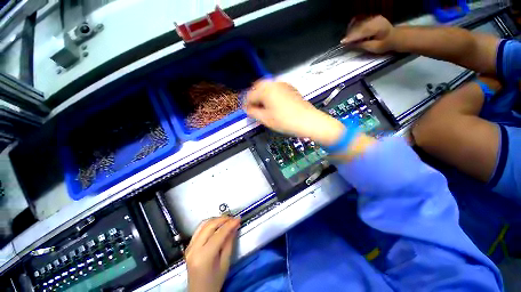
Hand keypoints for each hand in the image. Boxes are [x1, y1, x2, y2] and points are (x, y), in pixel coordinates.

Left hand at [186, 217, 239, 291]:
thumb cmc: (214, 282)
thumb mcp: (225, 264)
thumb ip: (229, 243)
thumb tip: (234, 226)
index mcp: (204, 256)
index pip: (219, 234)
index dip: (230, 224)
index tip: (239, 219)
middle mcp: (194, 249)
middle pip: (210, 226)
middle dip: (223, 219)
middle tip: (233, 218)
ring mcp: (189, 246)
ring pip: (203, 224)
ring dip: (216, 220)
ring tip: (227, 220)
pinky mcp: (189, 245)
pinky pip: (199, 229)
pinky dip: (209, 224)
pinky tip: (217, 225)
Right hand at [245, 80, 344, 145]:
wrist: (308, 121)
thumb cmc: (285, 121)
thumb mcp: (266, 119)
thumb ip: (254, 113)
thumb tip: (248, 109)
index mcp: (265, 90)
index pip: (250, 95)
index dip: (246, 104)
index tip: (247, 112)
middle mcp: (273, 83)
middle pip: (258, 87)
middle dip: (254, 98)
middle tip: (254, 109)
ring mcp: (283, 84)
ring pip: (267, 87)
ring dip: (262, 95)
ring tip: (264, 107)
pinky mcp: (290, 88)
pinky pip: (276, 89)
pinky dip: (272, 95)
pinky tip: (274, 104)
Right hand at [341, 15, 395, 53]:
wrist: (395, 36)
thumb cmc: (385, 44)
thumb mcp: (374, 47)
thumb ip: (362, 45)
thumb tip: (350, 45)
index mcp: (377, 28)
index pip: (361, 32)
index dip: (351, 37)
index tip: (342, 43)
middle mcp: (374, 20)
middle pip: (358, 27)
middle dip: (349, 34)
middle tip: (343, 42)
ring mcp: (373, 17)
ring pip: (358, 23)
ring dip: (351, 30)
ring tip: (346, 38)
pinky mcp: (371, 17)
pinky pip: (360, 19)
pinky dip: (354, 25)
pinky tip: (350, 30)